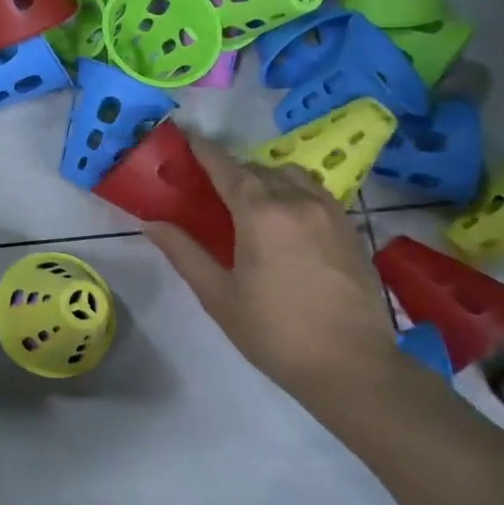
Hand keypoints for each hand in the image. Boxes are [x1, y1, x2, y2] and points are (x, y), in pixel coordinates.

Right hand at [144, 134, 397, 395]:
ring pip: (291, 176)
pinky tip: (284, 220)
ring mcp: (330, 213)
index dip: (204, 150)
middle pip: (258, 169)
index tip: (186, 136)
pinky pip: (315, 193)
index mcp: (260, 214)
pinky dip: (293, 192)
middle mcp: (297, 202)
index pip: (226, 167)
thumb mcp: (218, 294)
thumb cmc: (274, 331)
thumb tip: (151, 223)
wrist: (352, 367)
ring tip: (250, 201)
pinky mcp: (351, 229)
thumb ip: (183, 252)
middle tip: (209, 185)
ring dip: (266, 178)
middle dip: (232, 169)